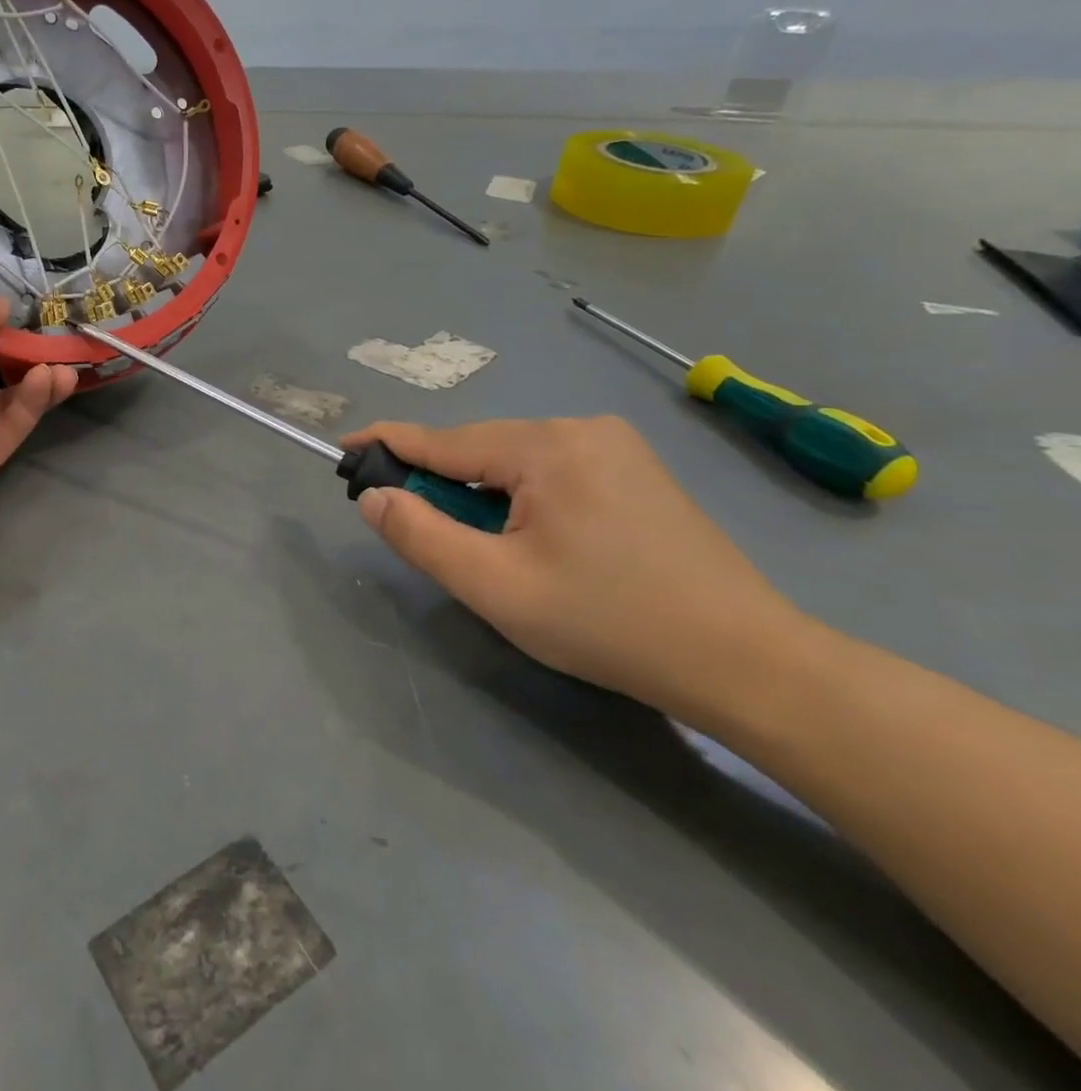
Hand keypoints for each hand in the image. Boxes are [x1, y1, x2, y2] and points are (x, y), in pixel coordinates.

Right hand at [344, 417, 806, 711]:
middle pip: (479, 450)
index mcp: (546, 447)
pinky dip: (519, 498)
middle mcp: (580, 428)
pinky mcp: (635, 470)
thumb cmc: (608, 623)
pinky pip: (549, 471)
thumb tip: (373, 496)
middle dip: (440, 484)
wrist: (746, 662)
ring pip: (513, 461)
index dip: (386, 444)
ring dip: (481, 496)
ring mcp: (615, 446)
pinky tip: (532, 541)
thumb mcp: (495, 587)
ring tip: (485, 549)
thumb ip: (421, 535)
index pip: (442, 440)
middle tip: (418, 530)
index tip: (343, 450)